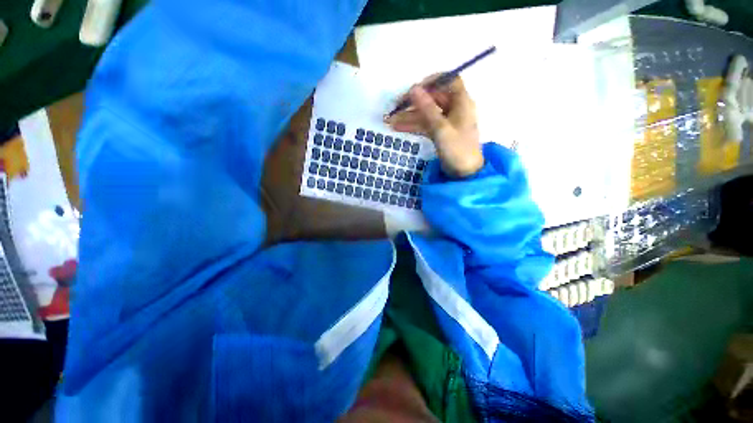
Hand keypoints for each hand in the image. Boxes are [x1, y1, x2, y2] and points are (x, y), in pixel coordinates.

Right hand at [385, 76, 482, 177]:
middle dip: (413, 102)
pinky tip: (398, 127)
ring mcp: (446, 121)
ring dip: (409, 116)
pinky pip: (425, 125)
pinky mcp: (440, 133)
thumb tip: (413, 89)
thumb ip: (427, 108)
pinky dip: (413, 126)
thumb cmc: (457, 150)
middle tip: (395, 107)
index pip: (448, 81)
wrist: (464, 174)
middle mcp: (454, 108)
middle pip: (432, 98)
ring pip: (425, 114)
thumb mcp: (441, 129)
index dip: (432, 81)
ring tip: (390, 121)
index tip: (415, 89)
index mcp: (461, 102)